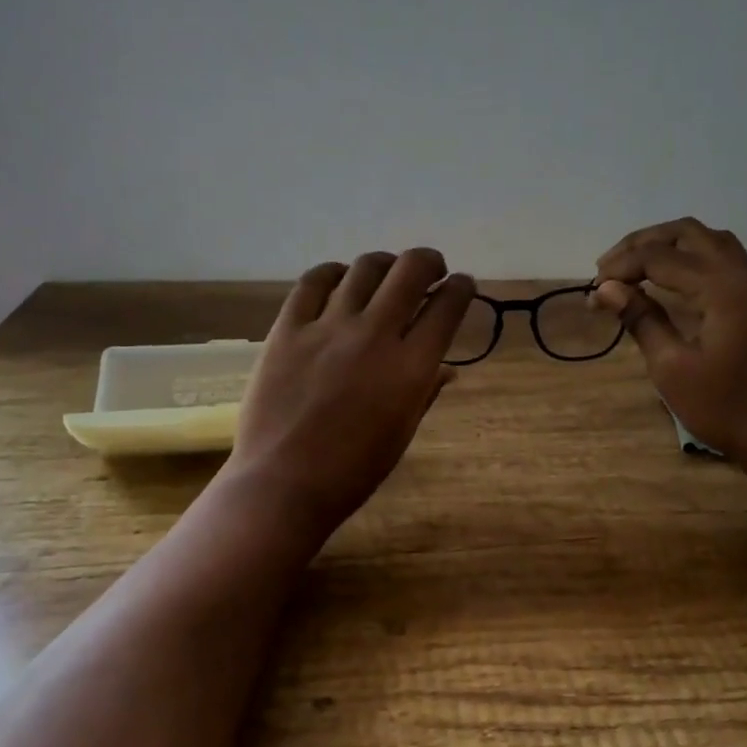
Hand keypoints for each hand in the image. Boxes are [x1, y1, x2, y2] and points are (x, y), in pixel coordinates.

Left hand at [224, 249, 474, 537]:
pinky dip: (333, 273)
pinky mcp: (288, 329)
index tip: (462, 285)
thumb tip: (446, 369)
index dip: (461, 288)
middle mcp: (375, 335)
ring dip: (384, 264)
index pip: (448, 306)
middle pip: (411, 270)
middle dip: (429, 262)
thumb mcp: (401, 433)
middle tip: (429, 270)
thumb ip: (425, 392)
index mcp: (412, 367)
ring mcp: (329, 328)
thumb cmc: (353, 471)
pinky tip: (339, 280)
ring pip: (365, 268)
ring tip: (384, 273)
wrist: (284, 484)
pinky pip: (313, 282)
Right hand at [592, 217, 746, 466]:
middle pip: (689, 234)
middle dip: (644, 243)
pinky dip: (692, 259)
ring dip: (670, 245)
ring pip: (710, 241)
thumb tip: (605, 289)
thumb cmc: (722, 408)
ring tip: (636, 266)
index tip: (593, 289)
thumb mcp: (671, 367)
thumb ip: (641, 319)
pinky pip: (724, 260)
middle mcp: (743, 276)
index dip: (622, 268)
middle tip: (609, 267)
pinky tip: (670, 280)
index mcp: (722, 290)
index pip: (661, 258)